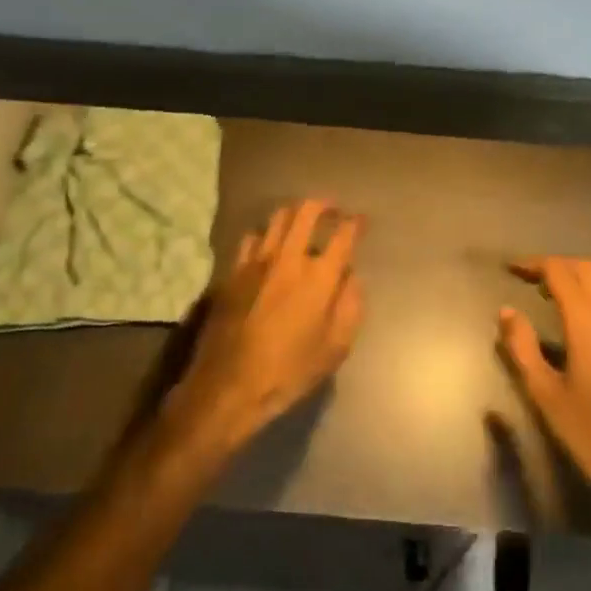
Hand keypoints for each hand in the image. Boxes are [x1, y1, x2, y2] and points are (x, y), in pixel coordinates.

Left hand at [162, 199, 365, 461]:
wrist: (229, 386)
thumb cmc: (289, 371)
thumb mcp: (335, 348)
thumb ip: (350, 306)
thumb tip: (351, 277)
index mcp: (319, 276)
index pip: (344, 234)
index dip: (356, 223)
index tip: (361, 221)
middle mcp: (289, 258)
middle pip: (307, 211)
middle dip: (324, 204)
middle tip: (332, 209)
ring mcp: (257, 261)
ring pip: (277, 218)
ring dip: (295, 214)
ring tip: (302, 221)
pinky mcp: (233, 271)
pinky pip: (251, 237)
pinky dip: (265, 234)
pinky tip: (268, 246)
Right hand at [498, 257, 590, 516]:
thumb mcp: (547, 395)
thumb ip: (523, 348)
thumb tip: (507, 311)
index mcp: (590, 325)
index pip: (561, 273)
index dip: (535, 264)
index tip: (512, 268)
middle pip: (588, 269)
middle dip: (557, 264)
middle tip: (529, 276)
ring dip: (577, 278)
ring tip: (550, 294)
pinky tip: (580, 319)